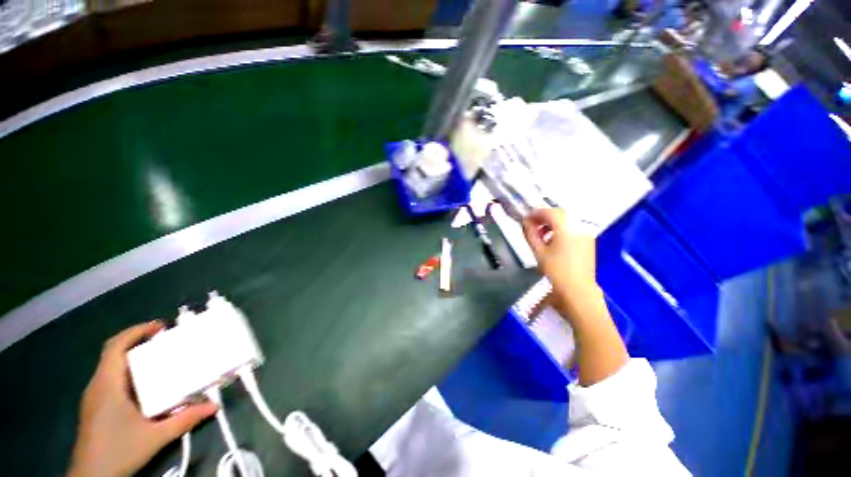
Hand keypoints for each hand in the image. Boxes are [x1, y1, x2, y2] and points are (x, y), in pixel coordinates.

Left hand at [68, 322, 217, 476]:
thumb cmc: (119, 452)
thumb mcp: (156, 437)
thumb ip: (185, 419)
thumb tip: (214, 406)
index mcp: (107, 384)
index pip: (115, 347)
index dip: (136, 331)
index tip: (160, 326)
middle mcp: (97, 385)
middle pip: (113, 353)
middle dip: (138, 342)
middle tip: (165, 341)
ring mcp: (94, 397)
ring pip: (111, 366)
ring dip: (133, 357)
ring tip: (158, 359)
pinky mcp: (95, 407)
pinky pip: (111, 379)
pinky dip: (128, 372)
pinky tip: (144, 384)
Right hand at [522, 209, 598, 314]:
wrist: (577, 290)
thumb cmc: (556, 271)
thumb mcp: (538, 251)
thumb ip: (530, 233)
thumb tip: (525, 222)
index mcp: (566, 227)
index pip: (549, 212)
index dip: (535, 214)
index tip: (524, 219)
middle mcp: (579, 226)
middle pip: (559, 214)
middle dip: (543, 217)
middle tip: (530, 226)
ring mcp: (585, 234)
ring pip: (567, 220)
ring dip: (552, 223)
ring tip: (540, 234)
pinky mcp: (588, 241)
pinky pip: (572, 228)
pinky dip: (561, 230)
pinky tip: (552, 240)